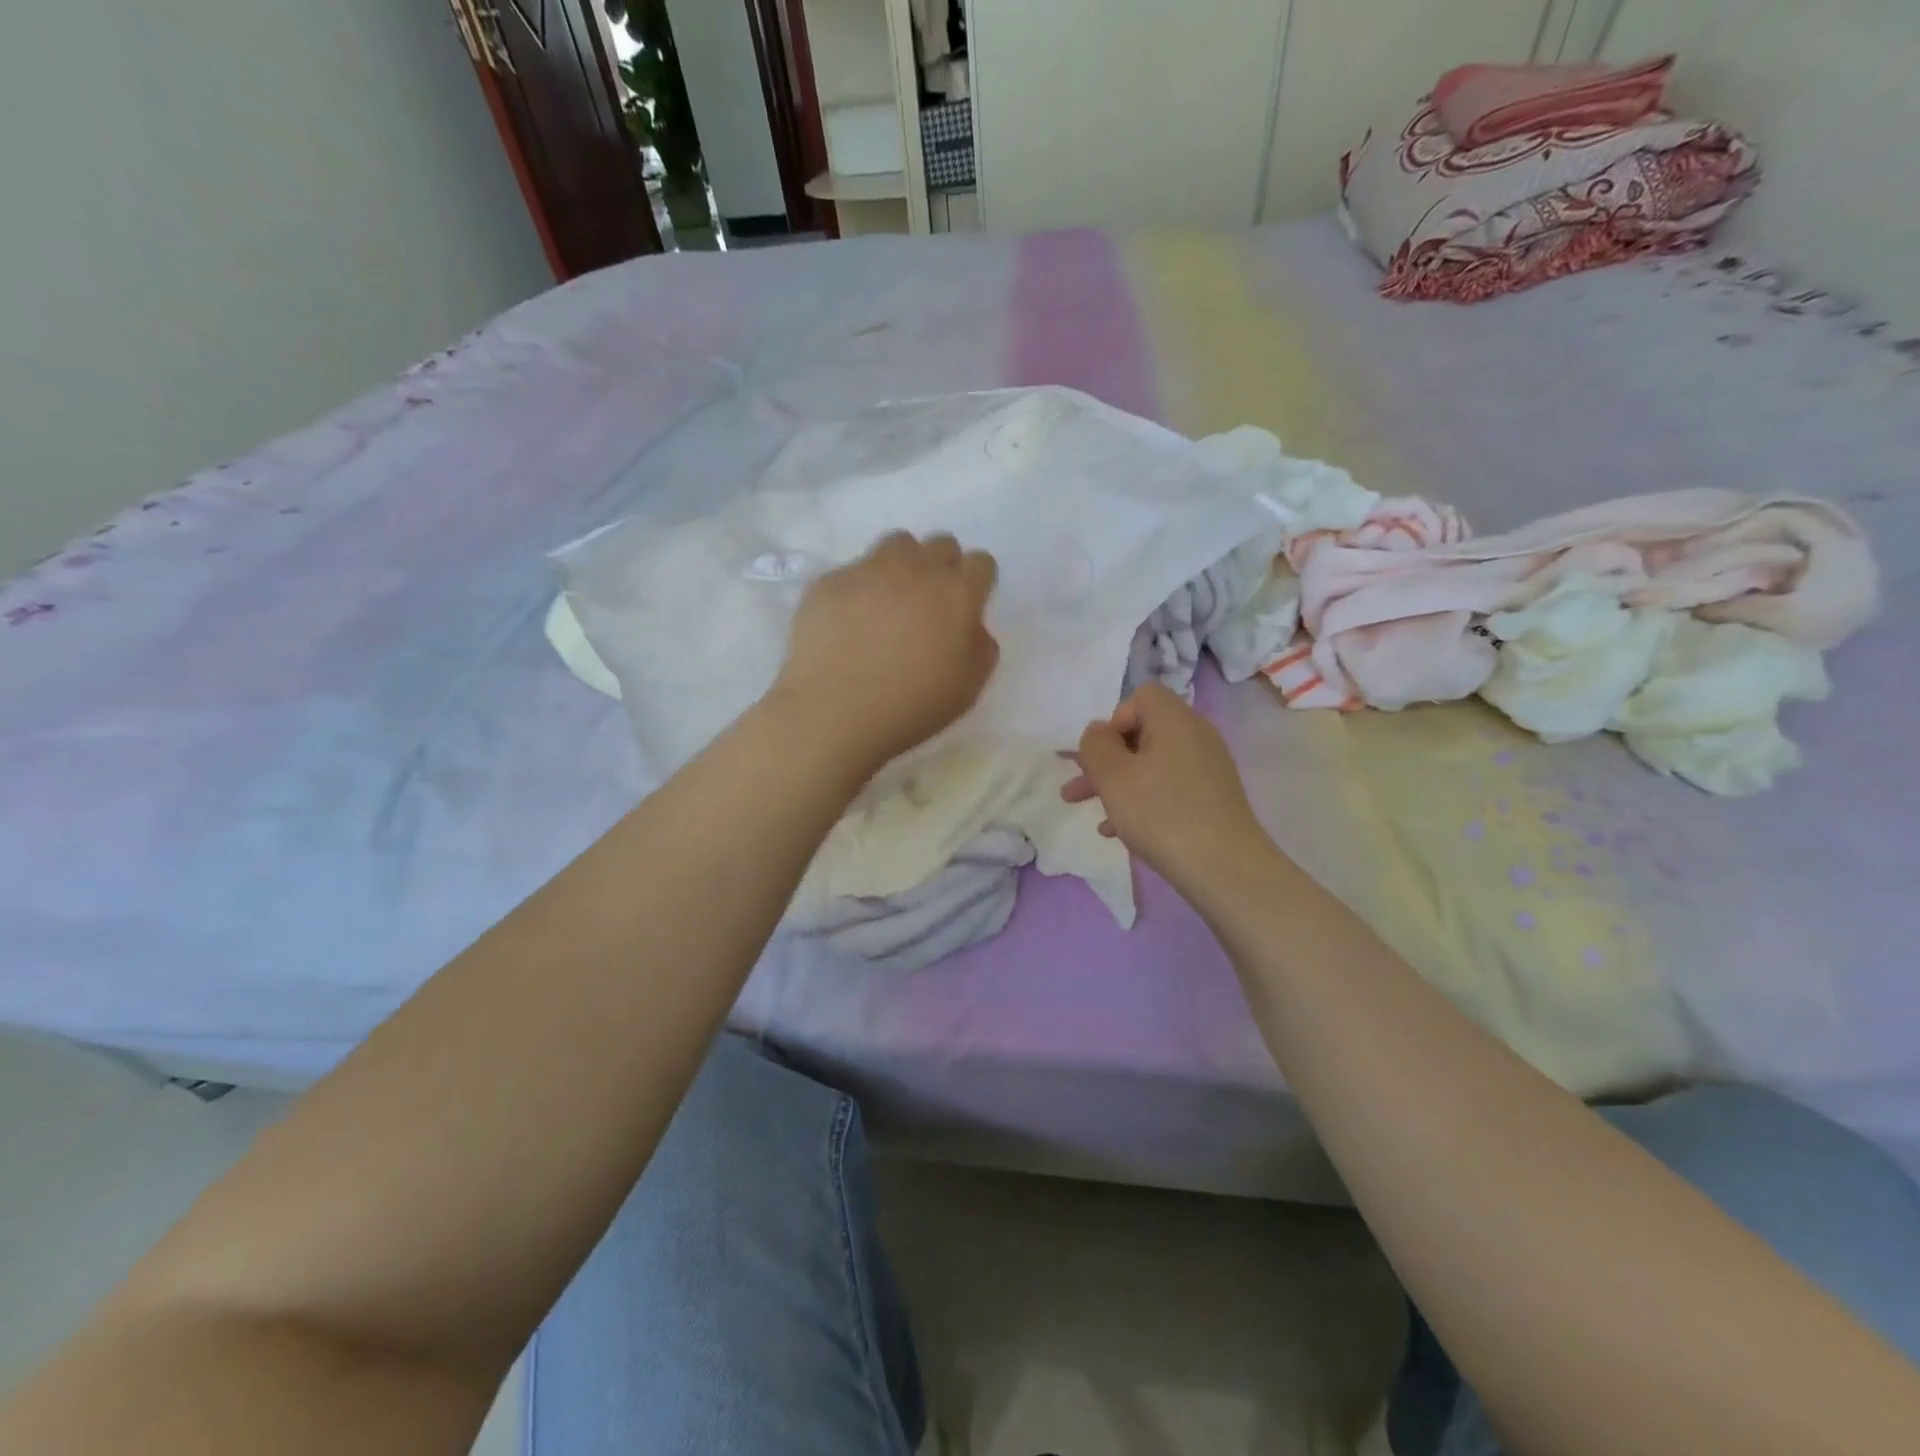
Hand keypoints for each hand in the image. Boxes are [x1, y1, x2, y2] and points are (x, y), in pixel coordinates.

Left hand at [775, 531, 999, 772]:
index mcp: (957, 593)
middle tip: (930, 603)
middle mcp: (916, 569)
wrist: (834, 711)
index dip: (977, 582)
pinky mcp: (829, 581)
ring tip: (890, 601)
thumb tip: (970, 627)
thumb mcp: (969, 687)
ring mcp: (869, 570)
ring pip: (897, 544)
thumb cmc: (912, 705)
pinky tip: (848, 622)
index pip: (981, 563)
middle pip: (940, 544)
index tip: (967, 605)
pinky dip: (859, 589)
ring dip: (903, 565)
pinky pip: (853, 571)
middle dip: (942, 566)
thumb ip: (980, 646)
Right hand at [1062, 683, 1269, 894]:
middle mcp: (1196, 736)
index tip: (1101, 755)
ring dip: (1118, 784)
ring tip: (1090, 812)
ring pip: (1151, 765)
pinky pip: (1168, 788)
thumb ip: (1096, 745)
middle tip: (1077, 786)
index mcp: (1175, 720)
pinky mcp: (1212, 798)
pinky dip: (1142, 801)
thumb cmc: (1161, 814)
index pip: (1141, 696)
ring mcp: (1207, 768)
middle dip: (1105, 759)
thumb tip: (1099, 732)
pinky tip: (1120, 831)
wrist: (1224, 868)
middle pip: (1143, 733)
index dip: (1114, 720)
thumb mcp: (1113, 776)